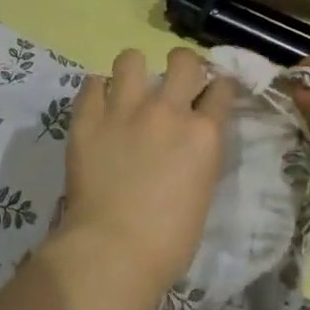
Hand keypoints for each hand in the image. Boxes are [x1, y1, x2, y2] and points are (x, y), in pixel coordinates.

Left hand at [41, 47, 236, 309]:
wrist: (113, 251)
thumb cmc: (169, 240)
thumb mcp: (202, 192)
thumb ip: (199, 156)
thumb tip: (189, 143)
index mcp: (204, 134)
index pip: (222, 89)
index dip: (219, 88)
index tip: (212, 93)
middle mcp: (167, 111)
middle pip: (183, 60)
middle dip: (183, 66)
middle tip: (174, 83)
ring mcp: (124, 110)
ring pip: (131, 58)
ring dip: (134, 71)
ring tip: (129, 88)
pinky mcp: (87, 118)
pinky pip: (91, 83)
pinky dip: (97, 91)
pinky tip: (99, 106)